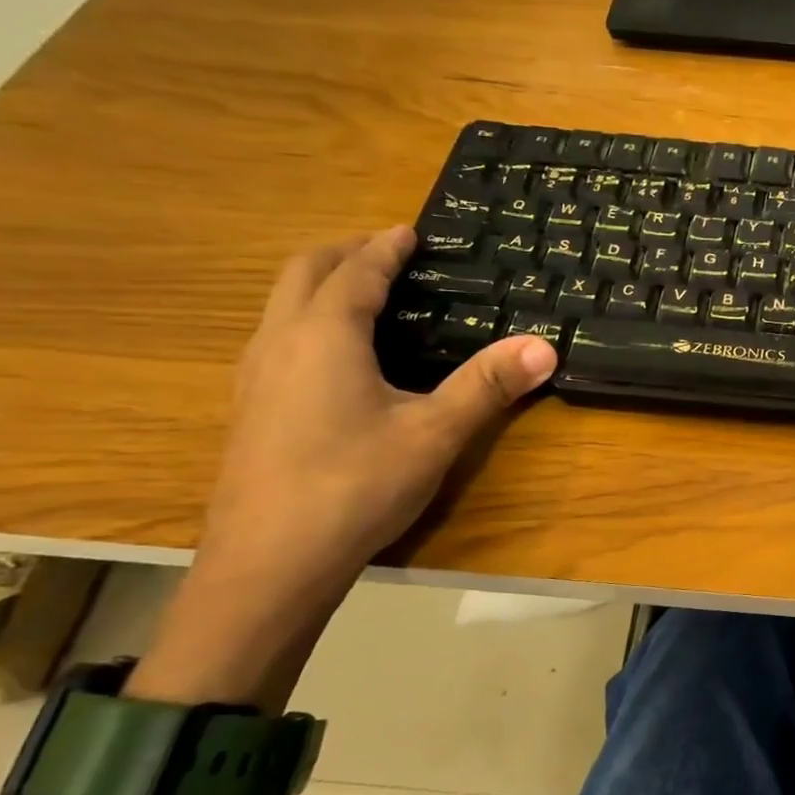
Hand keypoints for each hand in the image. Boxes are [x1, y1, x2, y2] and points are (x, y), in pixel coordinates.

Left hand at [197, 226, 555, 604]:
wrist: (269, 564)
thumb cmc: (355, 486)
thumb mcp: (434, 434)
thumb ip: (487, 386)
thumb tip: (545, 346)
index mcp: (323, 336)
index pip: (355, 272)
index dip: (385, 248)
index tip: (409, 230)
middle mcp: (279, 342)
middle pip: (302, 272)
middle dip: (344, 253)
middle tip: (387, 252)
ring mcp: (255, 377)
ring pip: (281, 305)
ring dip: (321, 285)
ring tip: (365, 296)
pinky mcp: (249, 409)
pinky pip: (277, 338)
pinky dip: (308, 320)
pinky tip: (335, 359)